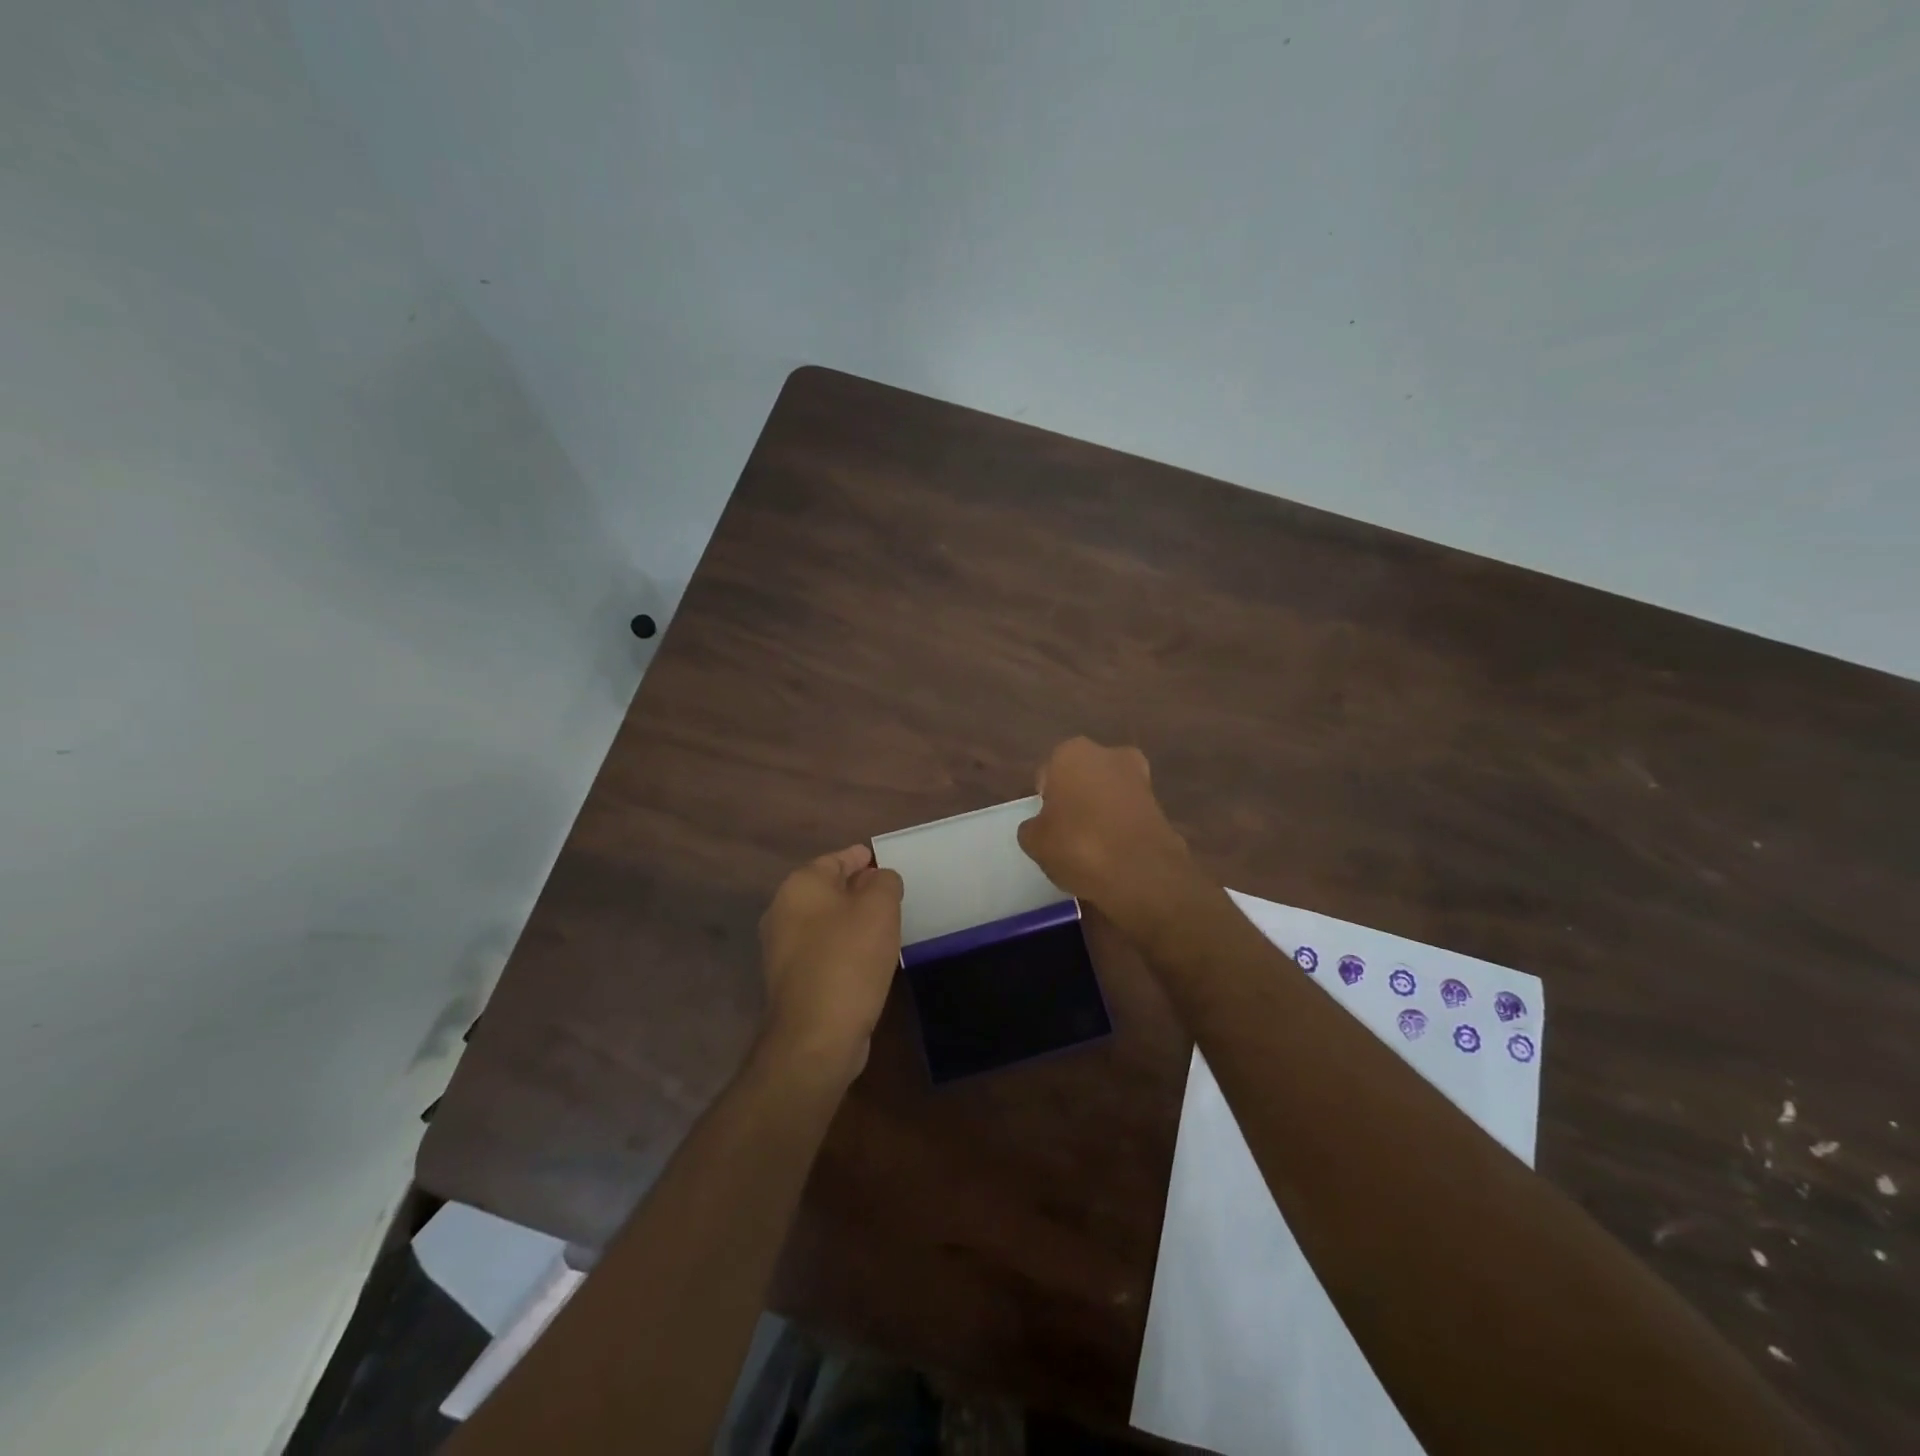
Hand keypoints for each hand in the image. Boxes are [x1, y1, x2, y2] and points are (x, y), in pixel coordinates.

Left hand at [758, 845, 903, 1084]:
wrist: (815, 1035)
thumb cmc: (850, 959)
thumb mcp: (880, 908)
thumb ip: (884, 882)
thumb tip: (878, 878)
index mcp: (800, 886)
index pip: (835, 859)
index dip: (860, 858)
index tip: (879, 859)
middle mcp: (782, 911)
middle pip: (826, 889)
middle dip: (855, 888)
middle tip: (887, 891)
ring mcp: (781, 948)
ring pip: (823, 921)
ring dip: (849, 919)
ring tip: (882, 923)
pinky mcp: (789, 980)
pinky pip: (821, 950)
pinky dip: (842, 946)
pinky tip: (865, 957)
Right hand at [1017, 738, 1191, 913]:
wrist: (1141, 872)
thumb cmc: (1077, 845)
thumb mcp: (1034, 841)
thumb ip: (1032, 827)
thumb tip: (1041, 826)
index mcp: (1071, 753)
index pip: (1047, 774)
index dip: (1044, 801)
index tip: (1046, 826)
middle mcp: (1107, 754)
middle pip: (1081, 778)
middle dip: (1076, 799)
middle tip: (1067, 834)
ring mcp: (1139, 777)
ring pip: (1108, 793)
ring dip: (1100, 812)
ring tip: (1091, 848)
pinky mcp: (1161, 804)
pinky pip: (1128, 813)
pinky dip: (1121, 827)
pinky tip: (1114, 854)